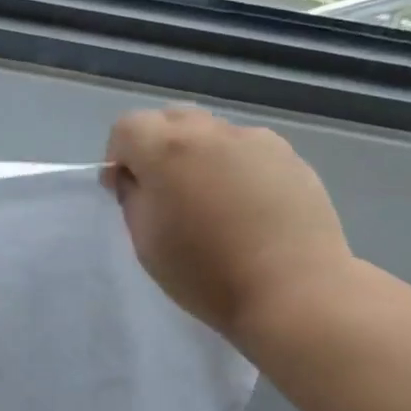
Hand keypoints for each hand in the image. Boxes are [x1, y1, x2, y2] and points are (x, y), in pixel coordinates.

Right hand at [103, 107, 350, 348]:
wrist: (292, 291)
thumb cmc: (206, 274)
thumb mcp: (147, 243)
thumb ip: (133, 198)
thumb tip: (133, 177)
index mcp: (167, 150)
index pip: (127, 127)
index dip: (118, 157)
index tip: (125, 192)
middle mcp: (211, 133)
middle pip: (171, 119)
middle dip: (157, 147)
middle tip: (165, 193)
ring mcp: (256, 141)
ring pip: (212, 133)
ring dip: (199, 156)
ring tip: (212, 203)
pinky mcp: (290, 157)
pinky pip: (248, 150)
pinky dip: (236, 168)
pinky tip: (248, 209)